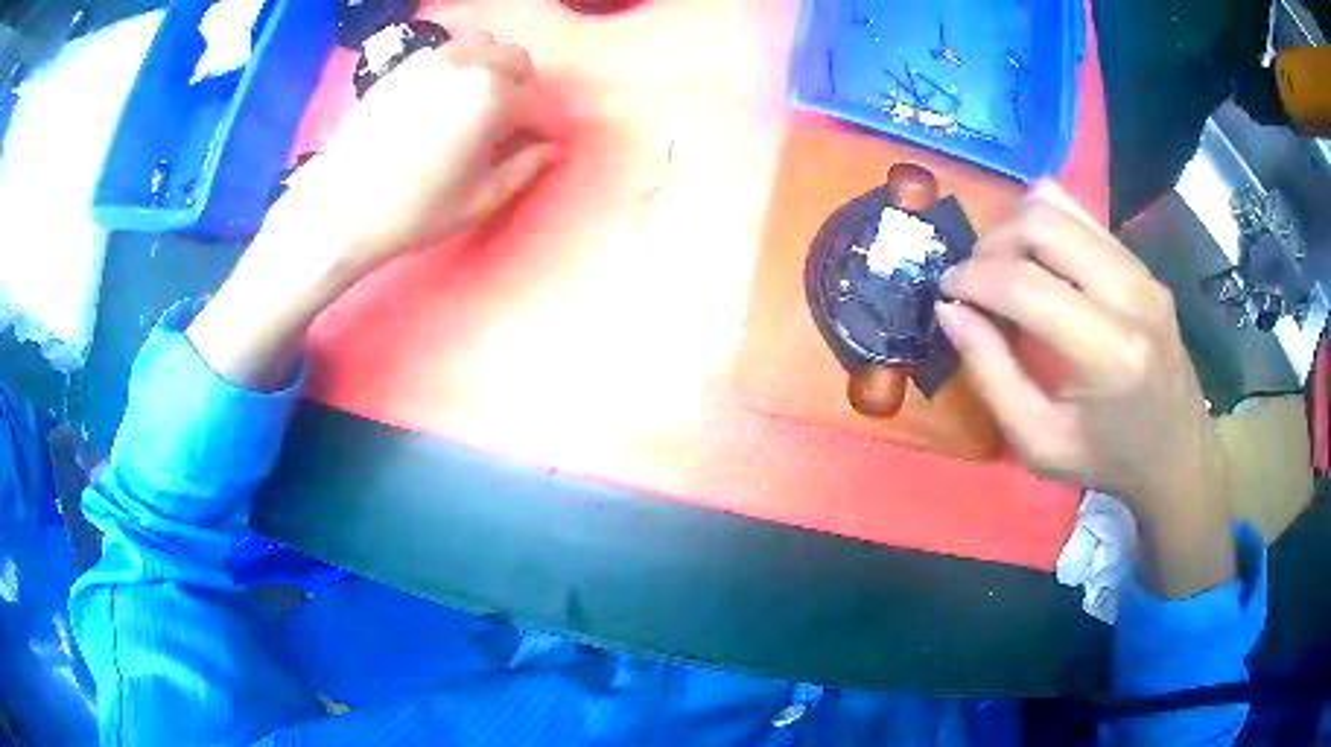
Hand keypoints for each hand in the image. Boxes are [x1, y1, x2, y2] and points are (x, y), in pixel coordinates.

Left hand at [274, 31, 562, 284]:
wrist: (338, 209)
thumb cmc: (412, 211)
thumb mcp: (479, 199)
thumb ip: (524, 168)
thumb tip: (551, 150)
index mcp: (491, 96)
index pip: (539, 105)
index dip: (549, 129)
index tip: (549, 147)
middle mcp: (466, 64)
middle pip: (516, 62)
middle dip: (526, 91)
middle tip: (515, 127)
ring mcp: (431, 60)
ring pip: (484, 47)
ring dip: (495, 71)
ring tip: (482, 107)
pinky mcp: (404, 67)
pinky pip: (449, 52)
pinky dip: (463, 68)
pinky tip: (449, 101)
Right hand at [937, 182, 1233, 596]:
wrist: (1177, 454)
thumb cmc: (1108, 461)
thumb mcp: (1039, 444)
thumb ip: (991, 376)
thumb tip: (950, 311)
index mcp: (1109, 353)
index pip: (1024, 283)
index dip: (972, 279)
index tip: (947, 292)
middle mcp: (1130, 295)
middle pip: (1040, 223)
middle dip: (991, 244)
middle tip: (975, 281)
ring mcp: (1141, 271)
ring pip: (1059, 205)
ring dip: (1015, 227)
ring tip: (1004, 268)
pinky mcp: (1143, 264)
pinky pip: (1081, 217)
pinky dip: (1045, 227)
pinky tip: (1039, 263)